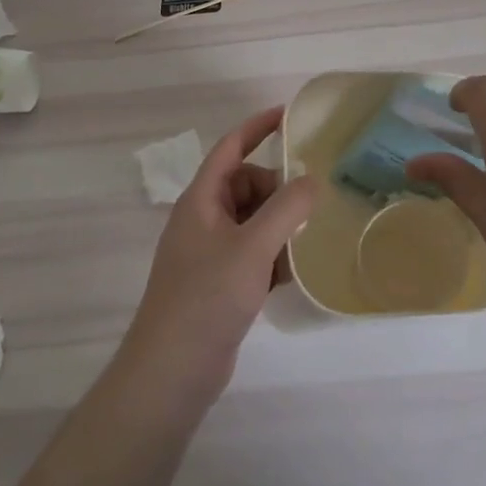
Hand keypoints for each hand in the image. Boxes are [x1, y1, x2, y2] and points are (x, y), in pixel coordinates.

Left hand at [123, 107, 317, 403]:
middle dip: (278, 190)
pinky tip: (295, 272)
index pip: (230, 148)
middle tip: (308, 207)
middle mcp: (203, 220)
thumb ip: (286, 208)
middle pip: (247, 185)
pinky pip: (254, 252)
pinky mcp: (220, 282)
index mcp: (201, 200)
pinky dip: (274, 255)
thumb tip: (312, 179)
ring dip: (280, 225)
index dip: (257, 127)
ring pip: (253, 221)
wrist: (172, 371)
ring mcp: (210, 253)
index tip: (289, 114)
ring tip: (308, 240)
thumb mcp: (252, 247)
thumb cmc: (207, 297)